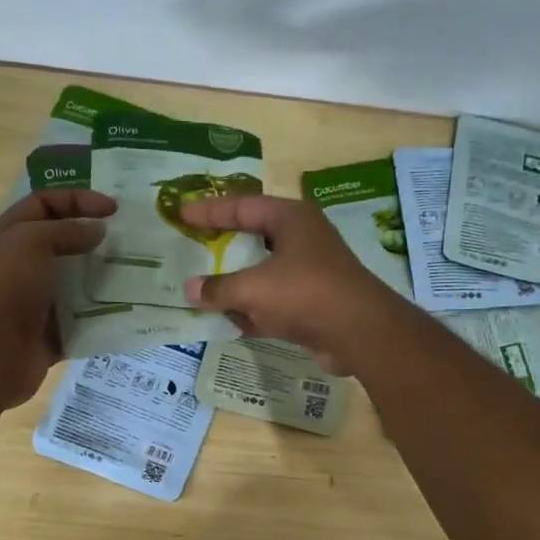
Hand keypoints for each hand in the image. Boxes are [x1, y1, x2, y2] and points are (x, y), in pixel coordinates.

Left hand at [0, 188, 115, 406]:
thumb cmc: (6, 289)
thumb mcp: (31, 242)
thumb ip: (65, 230)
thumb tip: (96, 231)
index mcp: (8, 237)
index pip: (43, 204)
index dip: (77, 199)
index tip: (113, 209)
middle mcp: (19, 266)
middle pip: (62, 242)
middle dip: (94, 238)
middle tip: (128, 240)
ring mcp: (35, 301)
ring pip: (75, 281)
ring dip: (102, 276)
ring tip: (134, 272)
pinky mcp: (51, 332)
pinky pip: (82, 318)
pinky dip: (101, 313)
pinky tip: (128, 307)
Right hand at [180, 195, 405, 373]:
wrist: (359, 333)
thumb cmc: (305, 293)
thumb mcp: (253, 288)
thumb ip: (218, 288)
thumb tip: (190, 290)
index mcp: (291, 219)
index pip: (242, 206)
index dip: (209, 210)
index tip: (181, 213)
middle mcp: (302, 240)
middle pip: (253, 237)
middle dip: (222, 246)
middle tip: (191, 247)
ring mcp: (309, 273)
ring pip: (262, 272)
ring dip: (235, 282)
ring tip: (200, 287)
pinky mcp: (311, 304)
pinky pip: (273, 302)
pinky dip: (251, 309)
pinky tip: (226, 321)